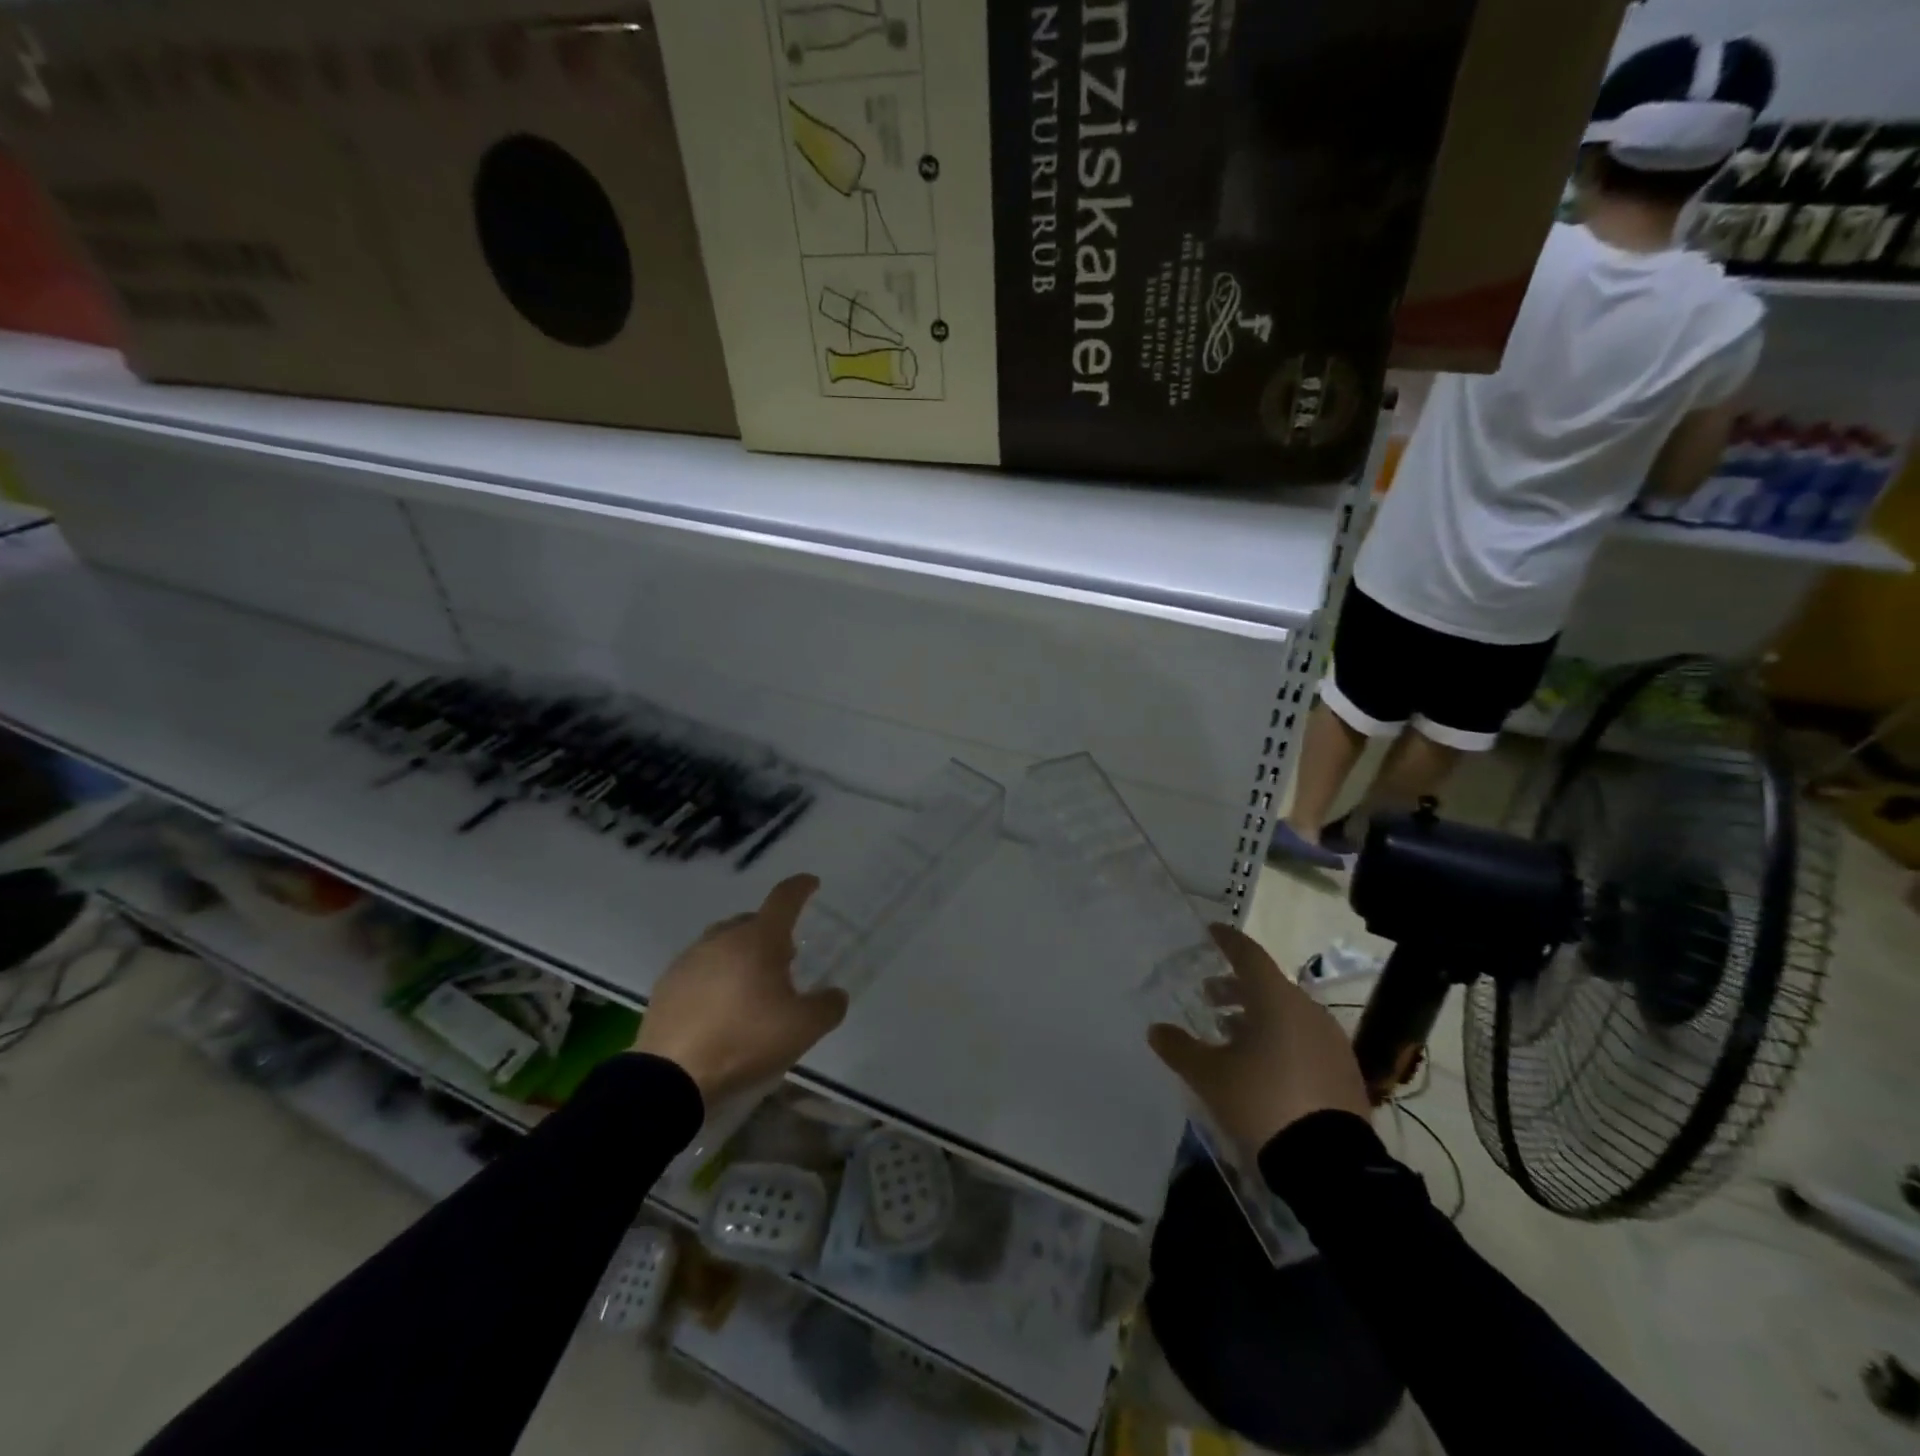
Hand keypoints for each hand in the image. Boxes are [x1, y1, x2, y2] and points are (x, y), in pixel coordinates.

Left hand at [635, 875, 846, 1104]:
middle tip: (785, 956)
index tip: (811, 883)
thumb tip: (835, 994)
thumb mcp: (803, 1029)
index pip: (784, 899)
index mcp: (758, 939)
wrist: (670, 1077)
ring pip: (723, 943)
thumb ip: (828, 1006)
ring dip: (741, 953)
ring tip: (751, 983)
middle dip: (771, 931)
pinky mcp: (667, 985)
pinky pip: (700, 967)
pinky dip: (715, 975)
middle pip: (752, 921)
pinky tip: (720, 1004)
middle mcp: (722, 939)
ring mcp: (689, 959)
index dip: (800, 887)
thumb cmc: (745, 1040)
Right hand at [1148, 924, 1369, 1155]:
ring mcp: (1331, 1040)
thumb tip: (1156, 1030)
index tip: (1211, 931)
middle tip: (1209, 998)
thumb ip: (1180, 1048)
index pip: (1248, 955)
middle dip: (1236, 988)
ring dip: (1257, 1016)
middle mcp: (1307, 1010)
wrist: (1329, 1164)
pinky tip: (1263, 1065)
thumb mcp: (1210, 1076)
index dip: (1227, 941)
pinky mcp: (1344, 1070)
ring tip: (1230, 1035)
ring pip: (1287, 1013)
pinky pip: (1305, 1039)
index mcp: (1276, 1000)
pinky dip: (1280, 1038)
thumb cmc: (1262, 1102)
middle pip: (1267, 985)